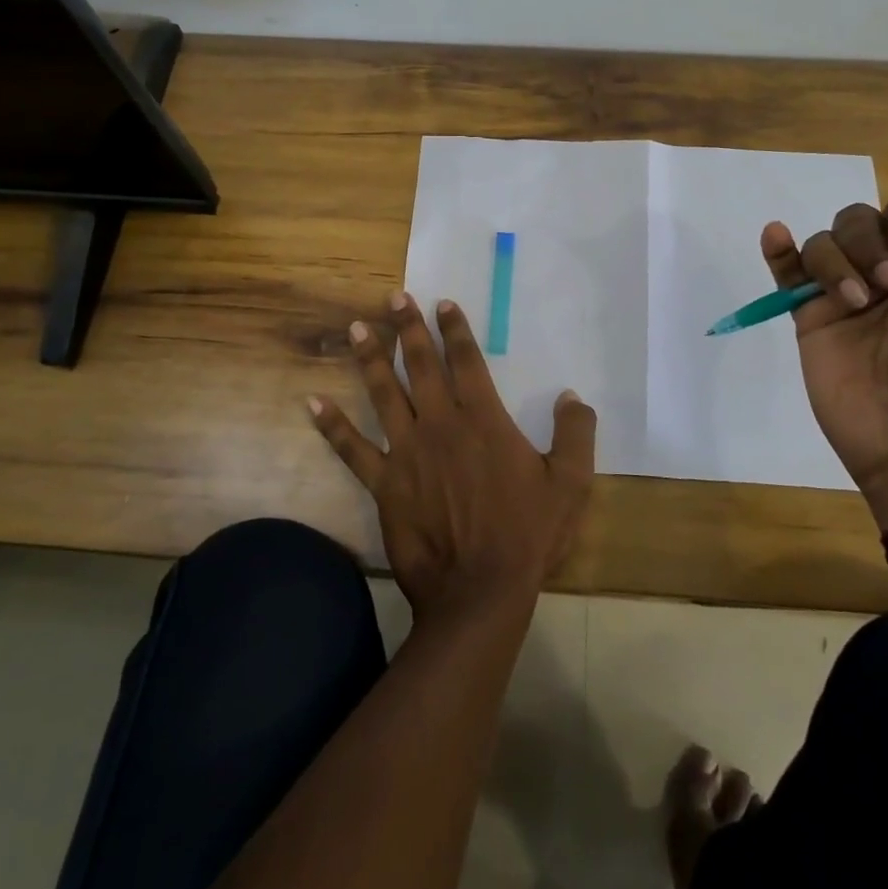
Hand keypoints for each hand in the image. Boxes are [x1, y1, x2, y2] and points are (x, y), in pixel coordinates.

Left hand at [309, 292, 595, 618]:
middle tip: (394, 298)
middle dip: (408, 329)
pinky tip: (313, 403)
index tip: (442, 303)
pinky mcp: (384, 483)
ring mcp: (407, 452)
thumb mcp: (570, 484)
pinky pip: (352, 449)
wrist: (479, 591)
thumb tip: (572, 397)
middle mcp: (440, 424)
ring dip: (370, 359)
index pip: (467, 361)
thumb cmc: (527, 535)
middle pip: (422, 366)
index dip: (454, 329)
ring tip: (356, 329)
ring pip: (384, 395)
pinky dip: (332, 425)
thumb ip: (574, 435)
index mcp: (483, 420)